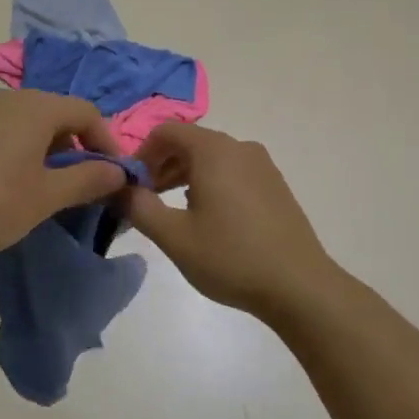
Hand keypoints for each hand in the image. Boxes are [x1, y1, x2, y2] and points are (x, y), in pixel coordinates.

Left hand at [0, 90, 128, 260]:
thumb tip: (118, 172)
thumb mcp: (47, 196)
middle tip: (78, 183)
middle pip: (54, 113)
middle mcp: (4, 97)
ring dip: (44, 148)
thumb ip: (88, 179)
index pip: (85, 112)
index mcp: (34, 106)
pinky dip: (16, 148)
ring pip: (25, 121)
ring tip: (43, 185)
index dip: (106, 141)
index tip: (112, 175)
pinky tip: (6, 182)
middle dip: (74, 146)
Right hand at [124, 125, 337, 320]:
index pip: (166, 131)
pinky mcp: (274, 185)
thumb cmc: (231, 257)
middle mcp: (240, 147)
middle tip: (145, 200)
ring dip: (183, 176)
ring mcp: (262, 165)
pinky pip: (232, 172)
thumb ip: (139, 206)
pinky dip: (209, 183)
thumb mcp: (174, 236)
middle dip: (161, 166)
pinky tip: (206, 219)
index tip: (130, 184)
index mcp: (214, 151)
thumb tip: (118, 188)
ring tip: (170, 212)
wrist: (299, 286)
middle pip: (189, 142)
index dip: (141, 153)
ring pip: (211, 158)